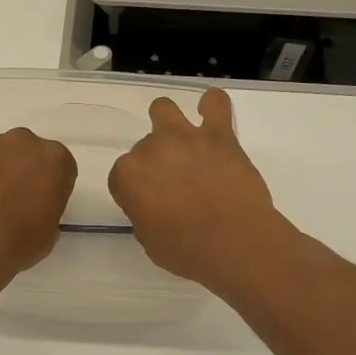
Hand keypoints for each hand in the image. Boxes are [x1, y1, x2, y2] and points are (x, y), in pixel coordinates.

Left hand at [0, 128, 76, 287]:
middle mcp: (23, 141)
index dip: (48, 185)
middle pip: (25, 151)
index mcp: (54, 159)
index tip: (38, 203)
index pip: (58, 166)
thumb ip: (46, 207)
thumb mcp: (49, 233)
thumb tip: (31, 207)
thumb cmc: (17, 244)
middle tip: (9, 200)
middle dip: (19, 170)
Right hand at [108, 88, 289, 294]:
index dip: (134, 189)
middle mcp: (151, 149)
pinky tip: (212, 110)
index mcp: (127, 176)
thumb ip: (144, 215)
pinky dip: (212, 104)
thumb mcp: (150, 241)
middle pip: (144, 145)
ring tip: (182, 140)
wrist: (233, 242)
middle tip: (173, 182)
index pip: (121, 175)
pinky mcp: (219, 135)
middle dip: (155, 161)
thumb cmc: (186, 251)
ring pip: (164, 109)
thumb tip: (154, 208)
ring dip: (168, 122)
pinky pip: (215, 103)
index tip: (148, 204)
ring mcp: (185, 137)